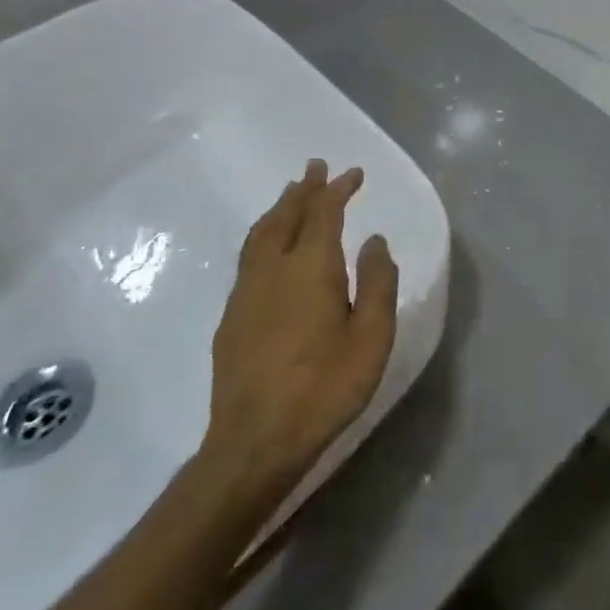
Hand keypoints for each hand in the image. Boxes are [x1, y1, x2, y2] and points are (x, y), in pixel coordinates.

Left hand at [201, 160, 398, 497]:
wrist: (256, 441)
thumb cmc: (325, 387)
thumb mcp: (372, 336)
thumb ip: (377, 283)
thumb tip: (374, 241)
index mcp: (310, 268)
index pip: (323, 213)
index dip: (337, 189)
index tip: (353, 173)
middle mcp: (273, 270)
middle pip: (286, 216)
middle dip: (304, 189)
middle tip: (315, 168)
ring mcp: (246, 293)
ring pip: (260, 235)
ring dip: (279, 209)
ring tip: (291, 195)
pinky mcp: (231, 317)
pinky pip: (248, 257)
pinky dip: (264, 236)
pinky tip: (269, 248)